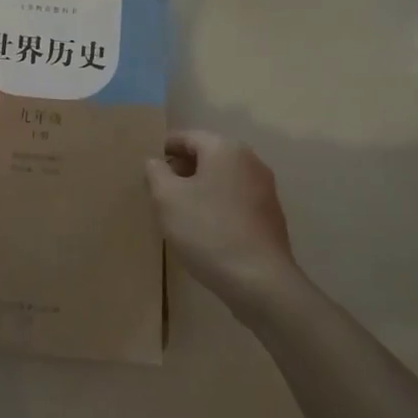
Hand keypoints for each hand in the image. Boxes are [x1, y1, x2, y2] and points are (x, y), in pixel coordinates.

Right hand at [146, 131, 300, 317]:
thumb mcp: (167, 198)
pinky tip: (204, 229)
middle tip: (158, 193)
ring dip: (198, 189)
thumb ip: (156, 172)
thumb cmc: (207, 230)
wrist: (260, 281)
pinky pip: (234, 199)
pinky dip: (216, 205)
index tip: (147, 171)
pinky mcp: (270, 215)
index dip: (162, 150)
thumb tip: (156, 162)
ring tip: (178, 213)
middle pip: (206, 155)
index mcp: (225, 148)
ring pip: (221, 178)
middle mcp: (250, 160)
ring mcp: (264, 188)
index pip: (186, 137)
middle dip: (181, 170)